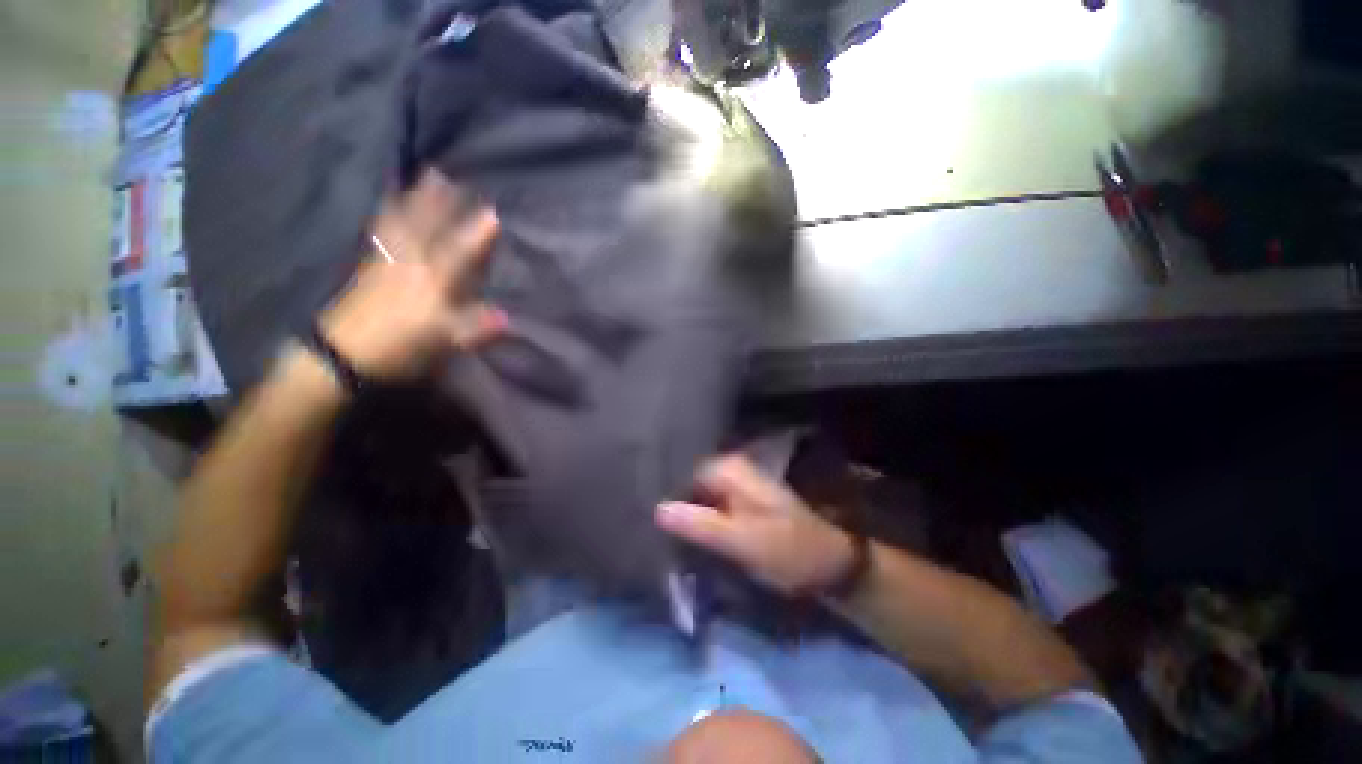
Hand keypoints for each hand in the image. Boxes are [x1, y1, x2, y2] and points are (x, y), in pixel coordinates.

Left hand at [318, 169, 506, 381]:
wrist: (343, 354)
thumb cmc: (400, 346)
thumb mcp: (442, 342)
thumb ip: (474, 327)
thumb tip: (507, 318)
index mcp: (432, 282)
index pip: (458, 253)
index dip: (476, 235)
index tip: (493, 214)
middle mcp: (410, 265)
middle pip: (426, 229)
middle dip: (437, 203)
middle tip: (444, 174)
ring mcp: (387, 263)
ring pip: (402, 224)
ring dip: (412, 201)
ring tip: (418, 179)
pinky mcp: (369, 268)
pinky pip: (381, 233)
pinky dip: (386, 216)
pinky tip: (388, 207)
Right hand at [656, 455, 854, 595]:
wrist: (827, 562)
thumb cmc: (786, 550)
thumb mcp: (741, 541)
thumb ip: (699, 524)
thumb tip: (657, 509)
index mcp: (729, 469)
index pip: (680, 471)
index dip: (662, 492)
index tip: (642, 515)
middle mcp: (730, 468)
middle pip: (687, 481)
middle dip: (670, 503)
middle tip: (648, 528)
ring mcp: (736, 484)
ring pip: (696, 494)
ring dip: (681, 513)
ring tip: (659, 533)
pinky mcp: (739, 502)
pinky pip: (708, 505)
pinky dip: (696, 518)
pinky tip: (683, 535)